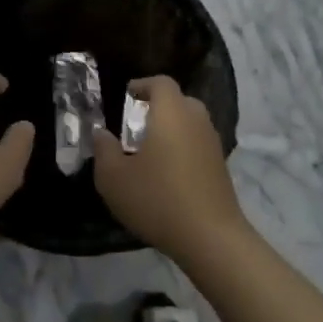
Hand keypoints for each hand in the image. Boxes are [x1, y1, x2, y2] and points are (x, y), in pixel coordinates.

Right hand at [94, 75, 245, 261]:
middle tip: (136, 123)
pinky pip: (198, 144)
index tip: (127, 95)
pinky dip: (183, 148)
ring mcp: (213, 145)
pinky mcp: (221, 167)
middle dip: (158, 106)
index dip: (143, 84)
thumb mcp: (113, 178)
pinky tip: (167, 173)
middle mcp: (196, 122)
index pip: (161, 83)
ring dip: (172, 128)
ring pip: (191, 123)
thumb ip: (104, 150)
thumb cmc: (157, 199)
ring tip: (149, 150)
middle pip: (180, 101)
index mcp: (171, 114)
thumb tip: (102, 134)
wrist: (210, 237)